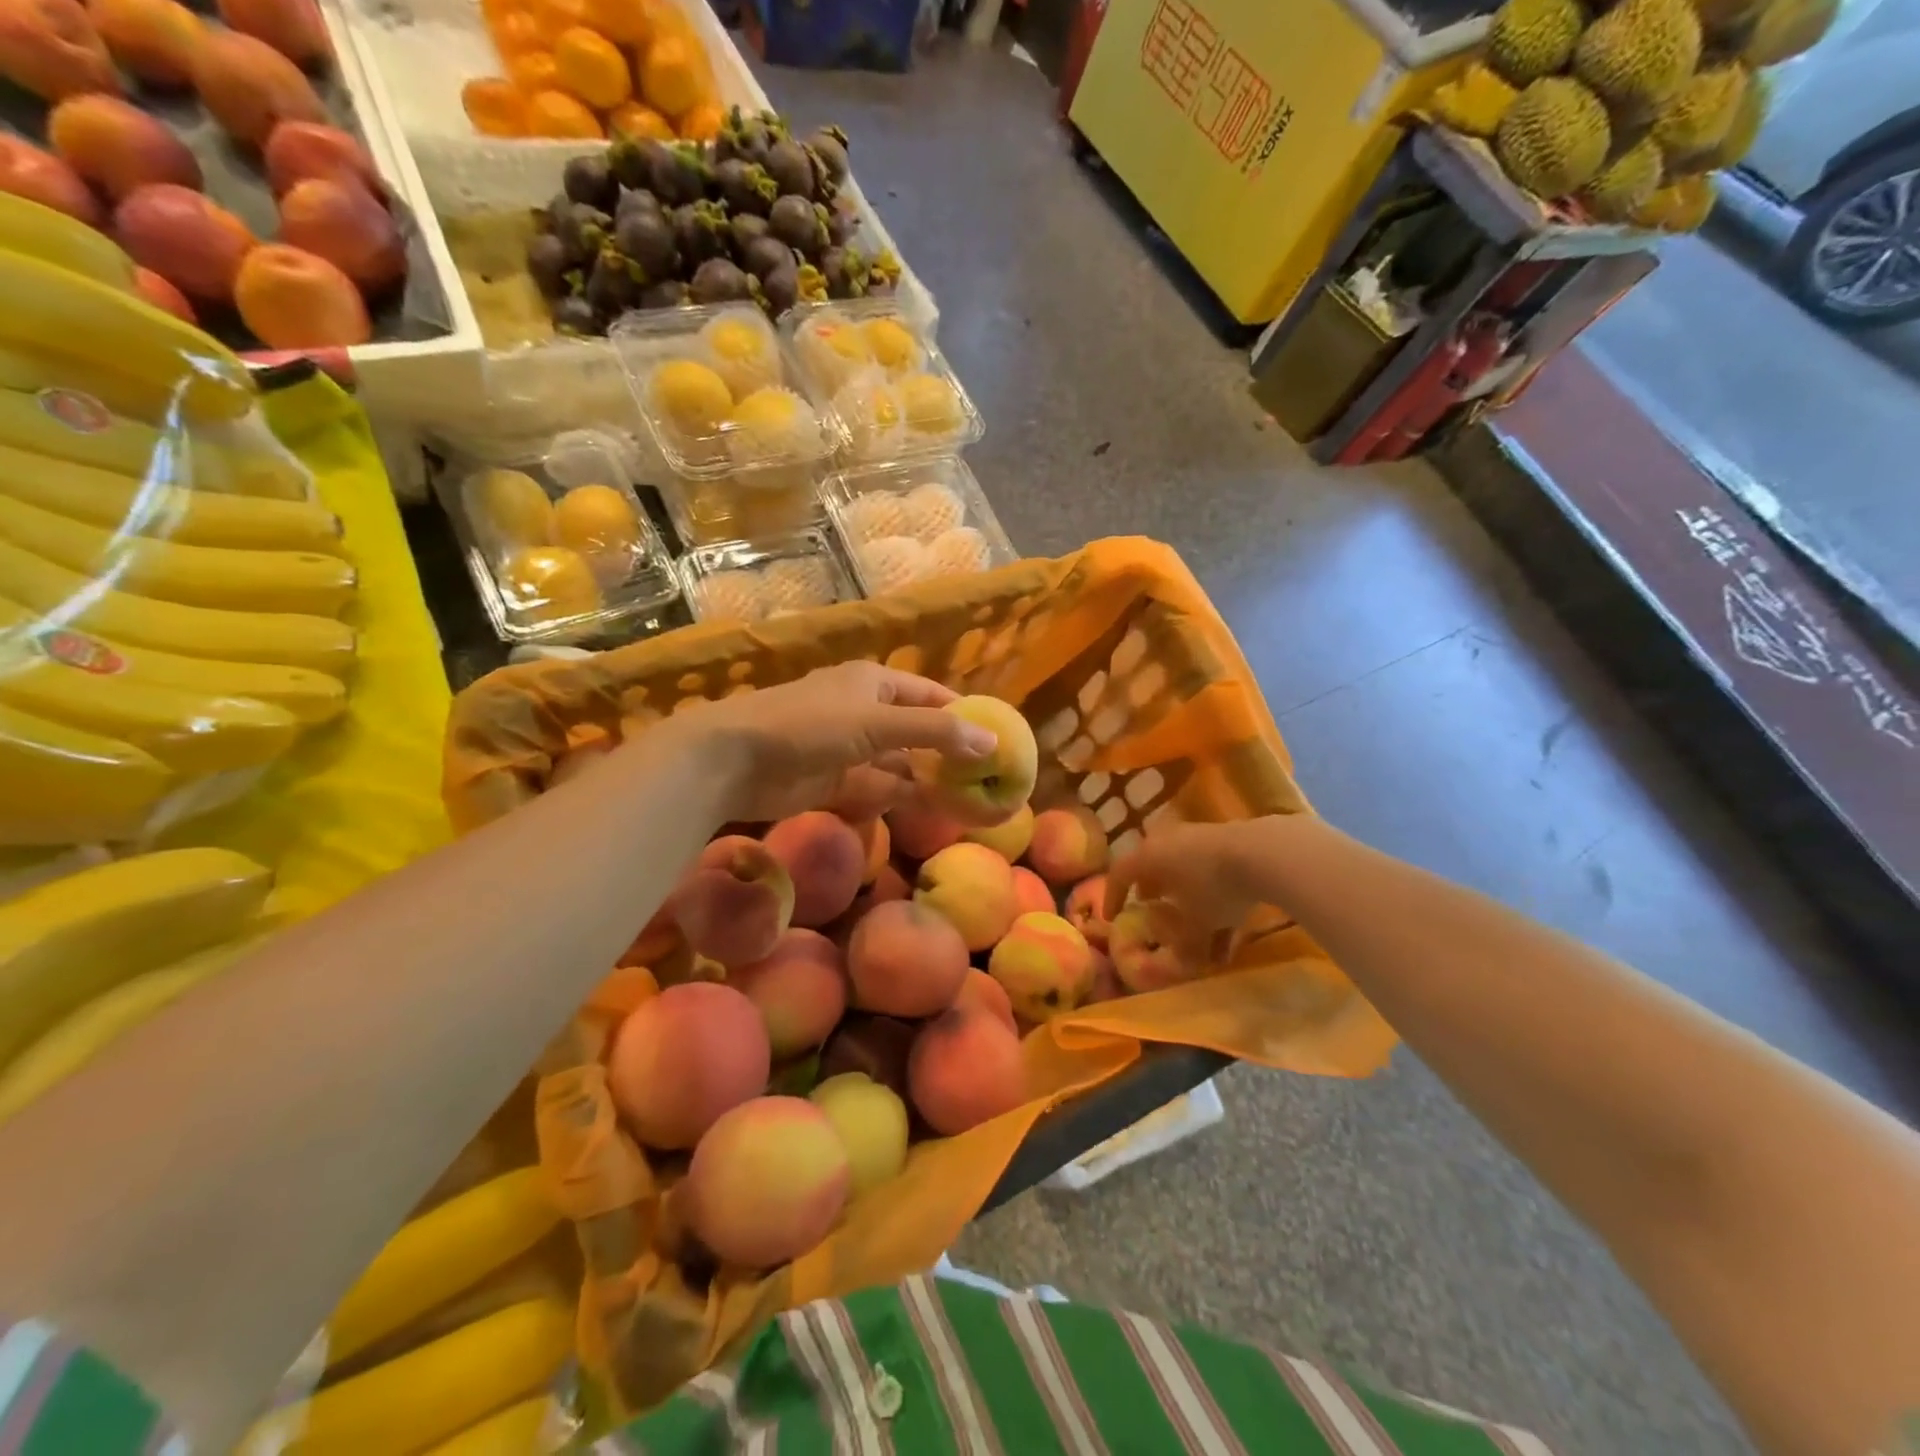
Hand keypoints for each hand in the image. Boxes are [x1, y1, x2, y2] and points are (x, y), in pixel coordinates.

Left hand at [659, 662, 996, 823]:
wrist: (734, 759)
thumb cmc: (809, 725)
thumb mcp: (877, 723)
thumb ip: (934, 734)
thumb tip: (991, 742)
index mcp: (875, 683)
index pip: (930, 695)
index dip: (962, 714)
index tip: (996, 738)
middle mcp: (865, 711)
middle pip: (917, 731)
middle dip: (948, 752)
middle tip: (987, 777)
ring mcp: (848, 748)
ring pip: (899, 763)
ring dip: (927, 779)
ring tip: (967, 800)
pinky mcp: (834, 780)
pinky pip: (877, 787)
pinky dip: (900, 797)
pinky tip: (929, 810)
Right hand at [1104, 819, 1278, 935]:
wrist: (1263, 853)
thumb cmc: (1213, 888)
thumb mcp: (1195, 925)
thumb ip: (1183, 945)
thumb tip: (1179, 963)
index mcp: (1148, 857)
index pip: (1119, 874)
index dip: (1113, 896)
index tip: (1111, 916)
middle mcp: (1167, 842)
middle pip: (1152, 866)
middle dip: (1152, 889)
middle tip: (1151, 906)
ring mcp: (1198, 838)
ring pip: (1184, 870)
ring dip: (1186, 896)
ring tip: (1194, 922)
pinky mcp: (1227, 842)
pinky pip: (1211, 871)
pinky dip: (1213, 894)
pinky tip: (1231, 923)